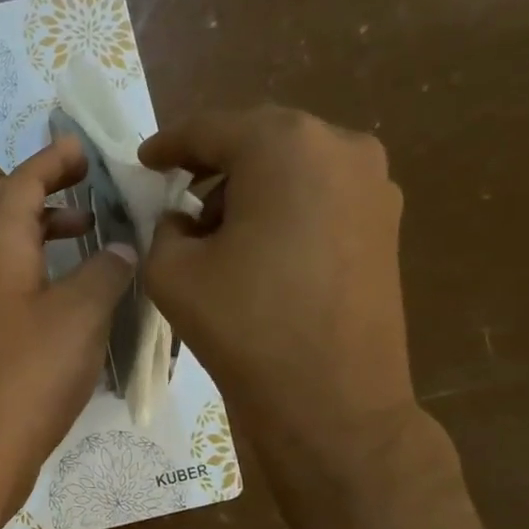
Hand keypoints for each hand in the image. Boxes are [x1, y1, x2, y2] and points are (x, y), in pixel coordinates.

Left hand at [0, 134, 136, 521]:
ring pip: (8, 240)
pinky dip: (42, 259)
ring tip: (89, 228)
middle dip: (44, 185)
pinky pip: (13, 272)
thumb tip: (121, 248)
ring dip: (44, 224)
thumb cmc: (32, 372)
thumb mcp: (81, 313)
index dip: (51, 160)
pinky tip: (75, 281)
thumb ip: (105, 270)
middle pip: (5, 204)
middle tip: (88, 181)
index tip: (83, 148)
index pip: (21, 183)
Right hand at [140, 106, 417, 478]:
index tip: (143, 161)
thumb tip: (183, 219)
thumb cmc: (244, 325)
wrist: (331, 400)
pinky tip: (258, 242)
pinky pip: (321, 191)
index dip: (168, 144)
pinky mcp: (386, 222)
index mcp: (283, 146)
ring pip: (293, 163)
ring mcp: (373, 183)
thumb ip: (164, 226)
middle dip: (212, 160)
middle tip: (176, 187)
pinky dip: (283, 202)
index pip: (210, 129)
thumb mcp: (172, 270)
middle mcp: (339, 147)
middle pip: (258, 138)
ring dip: (249, 182)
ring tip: (215, 224)